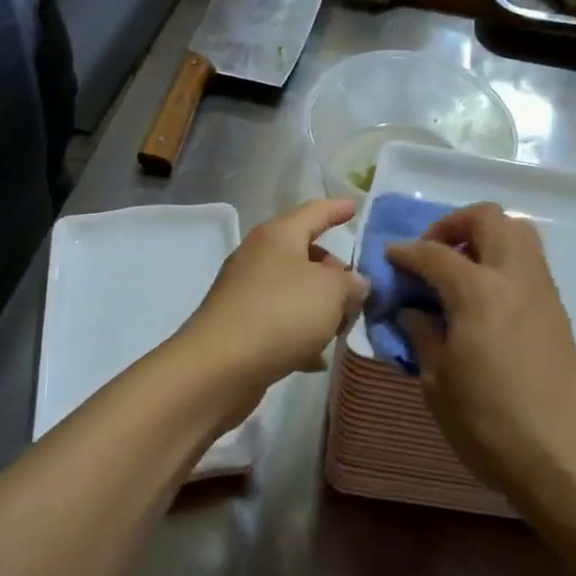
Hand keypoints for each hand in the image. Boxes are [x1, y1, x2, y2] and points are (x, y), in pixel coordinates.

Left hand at [178, 199, 367, 423]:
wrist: (219, 368)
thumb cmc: (280, 313)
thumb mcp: (331, 291)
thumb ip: (351, 282)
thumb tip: (354, 284)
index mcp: (279, 235)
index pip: (315, 212)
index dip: (337, 209)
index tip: (355, 207)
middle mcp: (259, 257)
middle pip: (304, 253)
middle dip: (333, 269)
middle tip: (357, 289)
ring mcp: (246, 292)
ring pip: (293, 290)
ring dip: (319, 305)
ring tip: (343, 325)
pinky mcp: (240, 326)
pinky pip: (280, 321)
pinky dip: (301, 333)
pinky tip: (317, 357)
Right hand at [384, 204, 575, 501]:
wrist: (561, 457)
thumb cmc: (488, 422)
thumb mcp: (437, 381)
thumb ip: (422, 333)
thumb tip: (414, 310)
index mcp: (478, 292)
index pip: (435, 253)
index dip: (407, 251)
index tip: (390, 257)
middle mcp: (514, 277)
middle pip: (488, 218)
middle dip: (454, 224)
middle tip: (433, 253)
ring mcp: (542, 290)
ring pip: (517, 232)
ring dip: (484, 237)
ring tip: (460, 271)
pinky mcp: (557, 310)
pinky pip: (529, 261)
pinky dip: (503, 260)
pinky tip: (485, 298)